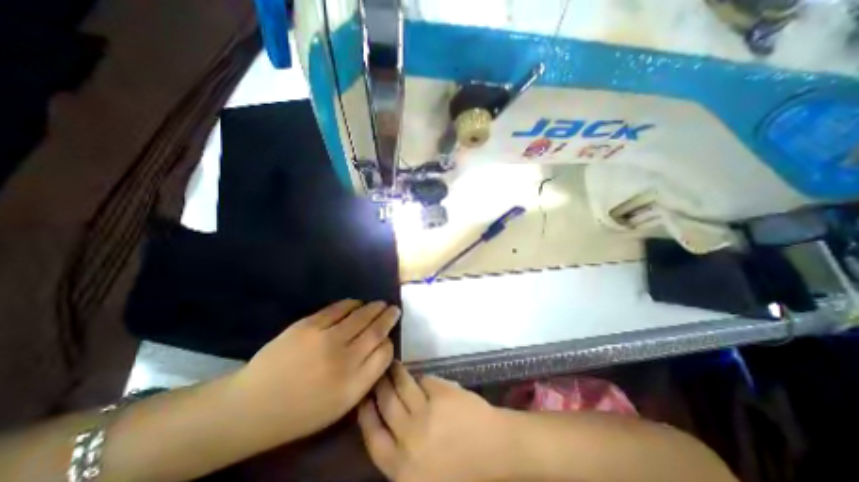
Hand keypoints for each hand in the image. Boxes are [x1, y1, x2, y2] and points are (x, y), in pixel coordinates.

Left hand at [231, 299, 400, 446]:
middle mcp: (344, 360)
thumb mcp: (340, 405)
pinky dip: (352, 303)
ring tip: (380, 304)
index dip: (390, 342)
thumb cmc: (301, 411)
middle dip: (388, 317)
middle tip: (394, 308)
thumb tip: (382, 348)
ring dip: (374, 307)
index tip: (390, 336)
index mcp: (353, 385)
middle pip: (376, 331)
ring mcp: (325, 339)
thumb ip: (366, 377)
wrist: (252, 406)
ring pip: (361, 316)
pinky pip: (339, 308)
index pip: (384, 354)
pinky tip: (358, 303)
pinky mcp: (309, 325)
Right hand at [360, 363, 511, 481]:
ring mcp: (426, 413)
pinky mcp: (442, 394)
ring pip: (402, 387)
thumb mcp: (422, 476)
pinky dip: (420, 378)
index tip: (363, 397)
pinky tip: (418, 375)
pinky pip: (424, 381)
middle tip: (376, 373)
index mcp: (401, 467)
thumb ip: (401, 455)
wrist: (498, 453)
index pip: (373, 436)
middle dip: (378, 386)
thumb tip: (386, 426)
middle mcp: (409, 439)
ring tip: (392, 365)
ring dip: (395, 374)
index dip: (365, 413)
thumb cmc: (462, 471)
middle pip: (386, 404)